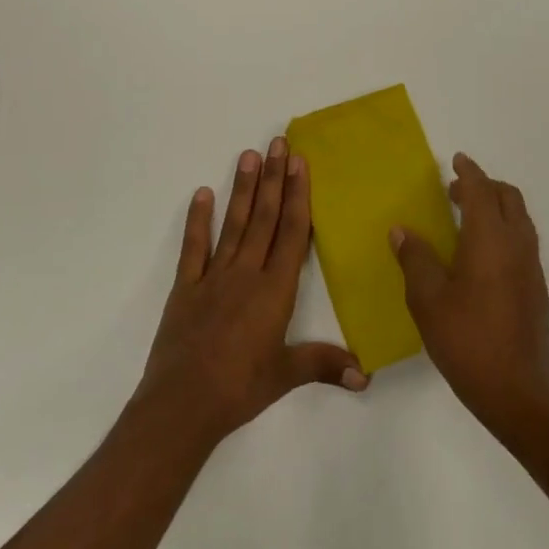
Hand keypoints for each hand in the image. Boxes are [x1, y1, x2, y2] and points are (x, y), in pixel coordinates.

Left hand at [139, 138, 366, 448]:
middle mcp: (246, 274)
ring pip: (233, 225)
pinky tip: (202, 194)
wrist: (181, 406)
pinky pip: (193, 248)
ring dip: (242, 189)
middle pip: (264, 218)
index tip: (299, 163)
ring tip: (247, 154)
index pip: (292, 233)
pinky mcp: (185, 289)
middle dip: (273, 179)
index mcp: (275, 290)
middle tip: (277, 142)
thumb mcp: (286, 376)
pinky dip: (197, 221)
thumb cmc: (239, 389)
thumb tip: (367, 376)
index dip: (297, 195)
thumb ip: (325, 365)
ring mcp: (213, 278)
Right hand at [389, 152, 548, 434]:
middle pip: (508, 197)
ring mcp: (531, 266)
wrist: (515, 390)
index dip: (469, 172)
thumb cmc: (466, 339)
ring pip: (519, 218)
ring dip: (497, 207)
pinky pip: (523, 240)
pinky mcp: (536, 287)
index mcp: (489, 239)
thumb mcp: (427, 299)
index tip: (457, 160)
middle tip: (456, 191)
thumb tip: (402, 230)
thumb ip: (415, 258)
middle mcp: (516, 244)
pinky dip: (505, 229)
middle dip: (485, 186)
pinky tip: (482, 254)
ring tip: (467, 218)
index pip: (481, 191)